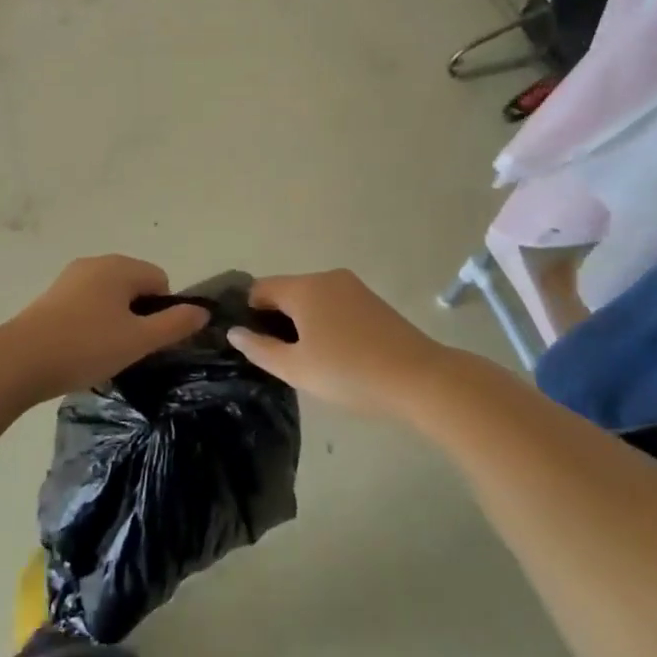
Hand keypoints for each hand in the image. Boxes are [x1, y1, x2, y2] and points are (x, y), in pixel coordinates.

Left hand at [3, 255, 207, 397]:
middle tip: (129, 349)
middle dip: (138, 315)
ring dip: (115, 321)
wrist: (20, 360)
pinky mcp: (51, 297)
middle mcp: (95, 263)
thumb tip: (202, 311)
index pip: (160, 280)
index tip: (148, 341)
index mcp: (120, 266)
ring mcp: (70, 278)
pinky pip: (87, 304)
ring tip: (104, 353)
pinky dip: (92, 323)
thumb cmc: (86, 346)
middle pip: (134, 285)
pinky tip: (81, 349)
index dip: (162, 311)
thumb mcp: (139, 340)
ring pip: (110, 296)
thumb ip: (175, 324)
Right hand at [227, 269, 452, 418]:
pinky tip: (335, 354)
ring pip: (312, 300)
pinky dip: (326, 323)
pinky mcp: (373, 302)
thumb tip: (235, 332)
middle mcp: (327, 277)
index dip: (249, 313)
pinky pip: (335, 305)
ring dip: (302, 323)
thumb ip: (260, 349)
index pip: (260, 288)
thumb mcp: (296, 368)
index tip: (250, 343)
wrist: (421, 379)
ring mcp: (354, 288)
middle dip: (276, 320)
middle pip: (287, 291)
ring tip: (308, 360)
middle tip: (278, 358)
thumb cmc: (350, 373)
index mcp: (304, 287)